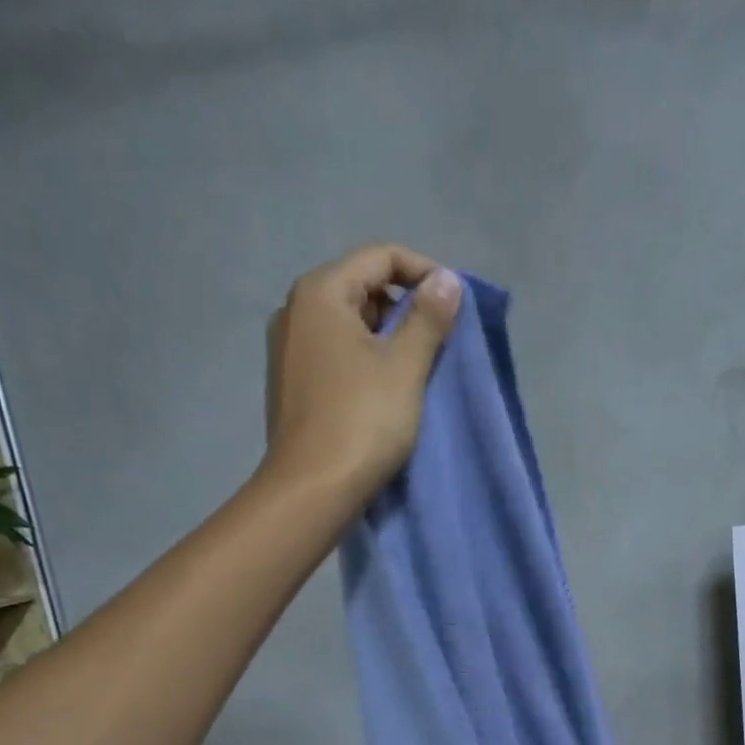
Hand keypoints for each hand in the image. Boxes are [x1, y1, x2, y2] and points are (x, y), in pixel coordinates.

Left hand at [264, 243, 463, 497]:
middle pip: (362, 287)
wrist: (313, 488)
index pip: (380, 257)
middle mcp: (295, 310)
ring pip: (349, 324)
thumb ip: (428, 319)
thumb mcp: (405, 367)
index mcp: (320, 292)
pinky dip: (366, 360)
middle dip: (406, 308)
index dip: (425, 273)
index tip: (456, 307)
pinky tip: (385, 392)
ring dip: (388, 338)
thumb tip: (447, 280)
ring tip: (418, 371)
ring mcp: (288, 348)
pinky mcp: (292, 382)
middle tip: (439, 343)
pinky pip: (336, 353)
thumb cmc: (363, 421)